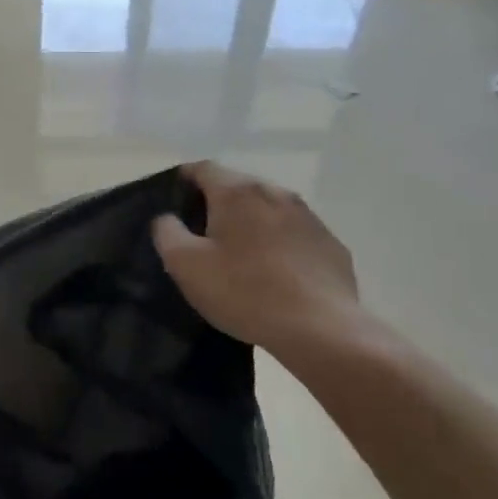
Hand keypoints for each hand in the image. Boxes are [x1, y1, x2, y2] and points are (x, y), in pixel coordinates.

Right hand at [153, 162, 369, 365]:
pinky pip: (294, 234)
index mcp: (237, 192)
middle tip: (200, 233)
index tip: (172, 201)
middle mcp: (275, 192)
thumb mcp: (185, 264)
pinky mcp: (330, 244)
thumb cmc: (244, 292)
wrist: (321, 330)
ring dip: (250, 223)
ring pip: (267, 209)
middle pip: (237, 186)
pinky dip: (278, 244)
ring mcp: (308, 217)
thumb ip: (167, 232)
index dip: (183, 179)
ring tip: (238, 254)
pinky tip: (274, 274)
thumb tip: (168, 218)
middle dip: (217, 203)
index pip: (203, 168)